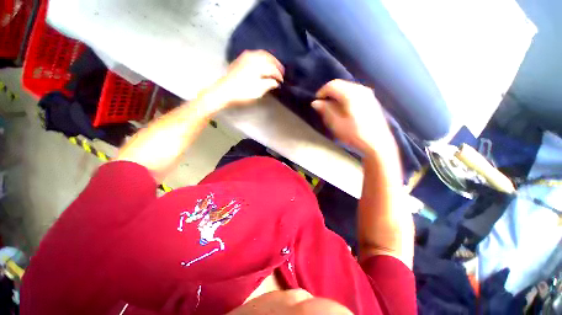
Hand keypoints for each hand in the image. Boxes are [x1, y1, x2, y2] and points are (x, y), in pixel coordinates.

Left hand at [209, 50, 283, 107]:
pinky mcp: (241, 59)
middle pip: (269, 57)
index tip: (282, 81)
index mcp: (258, 66)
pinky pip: (255, 54)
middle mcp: (253, 58)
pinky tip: (263, 62)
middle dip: (276, 64)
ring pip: (262, 54)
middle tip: (281, 72)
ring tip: (274, 66)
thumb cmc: (242, 93)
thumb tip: (276, 82)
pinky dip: (262, 57)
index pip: (272, 69)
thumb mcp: (258, 91)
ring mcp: (246, 57)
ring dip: (270, 59)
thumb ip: (268, 85)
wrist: (224, 91)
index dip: (279, 75)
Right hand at [312, 79, 397, 155]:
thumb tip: (316, 102)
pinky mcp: (371, 99)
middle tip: (323, 105)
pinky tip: (344, 108)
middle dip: (329, 93)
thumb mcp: (336, 124)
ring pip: (347, 88)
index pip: (332, 85)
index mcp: (351, 94)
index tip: (316, 102)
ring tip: (332, 108)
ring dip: (337, 95)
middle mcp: (361, 89)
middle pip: (340, 84)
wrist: (377, 143)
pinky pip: (354, 92)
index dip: (321, 92)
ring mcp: (368, 94)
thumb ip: (325, 110)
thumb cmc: (355, 134)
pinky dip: (345, 97)